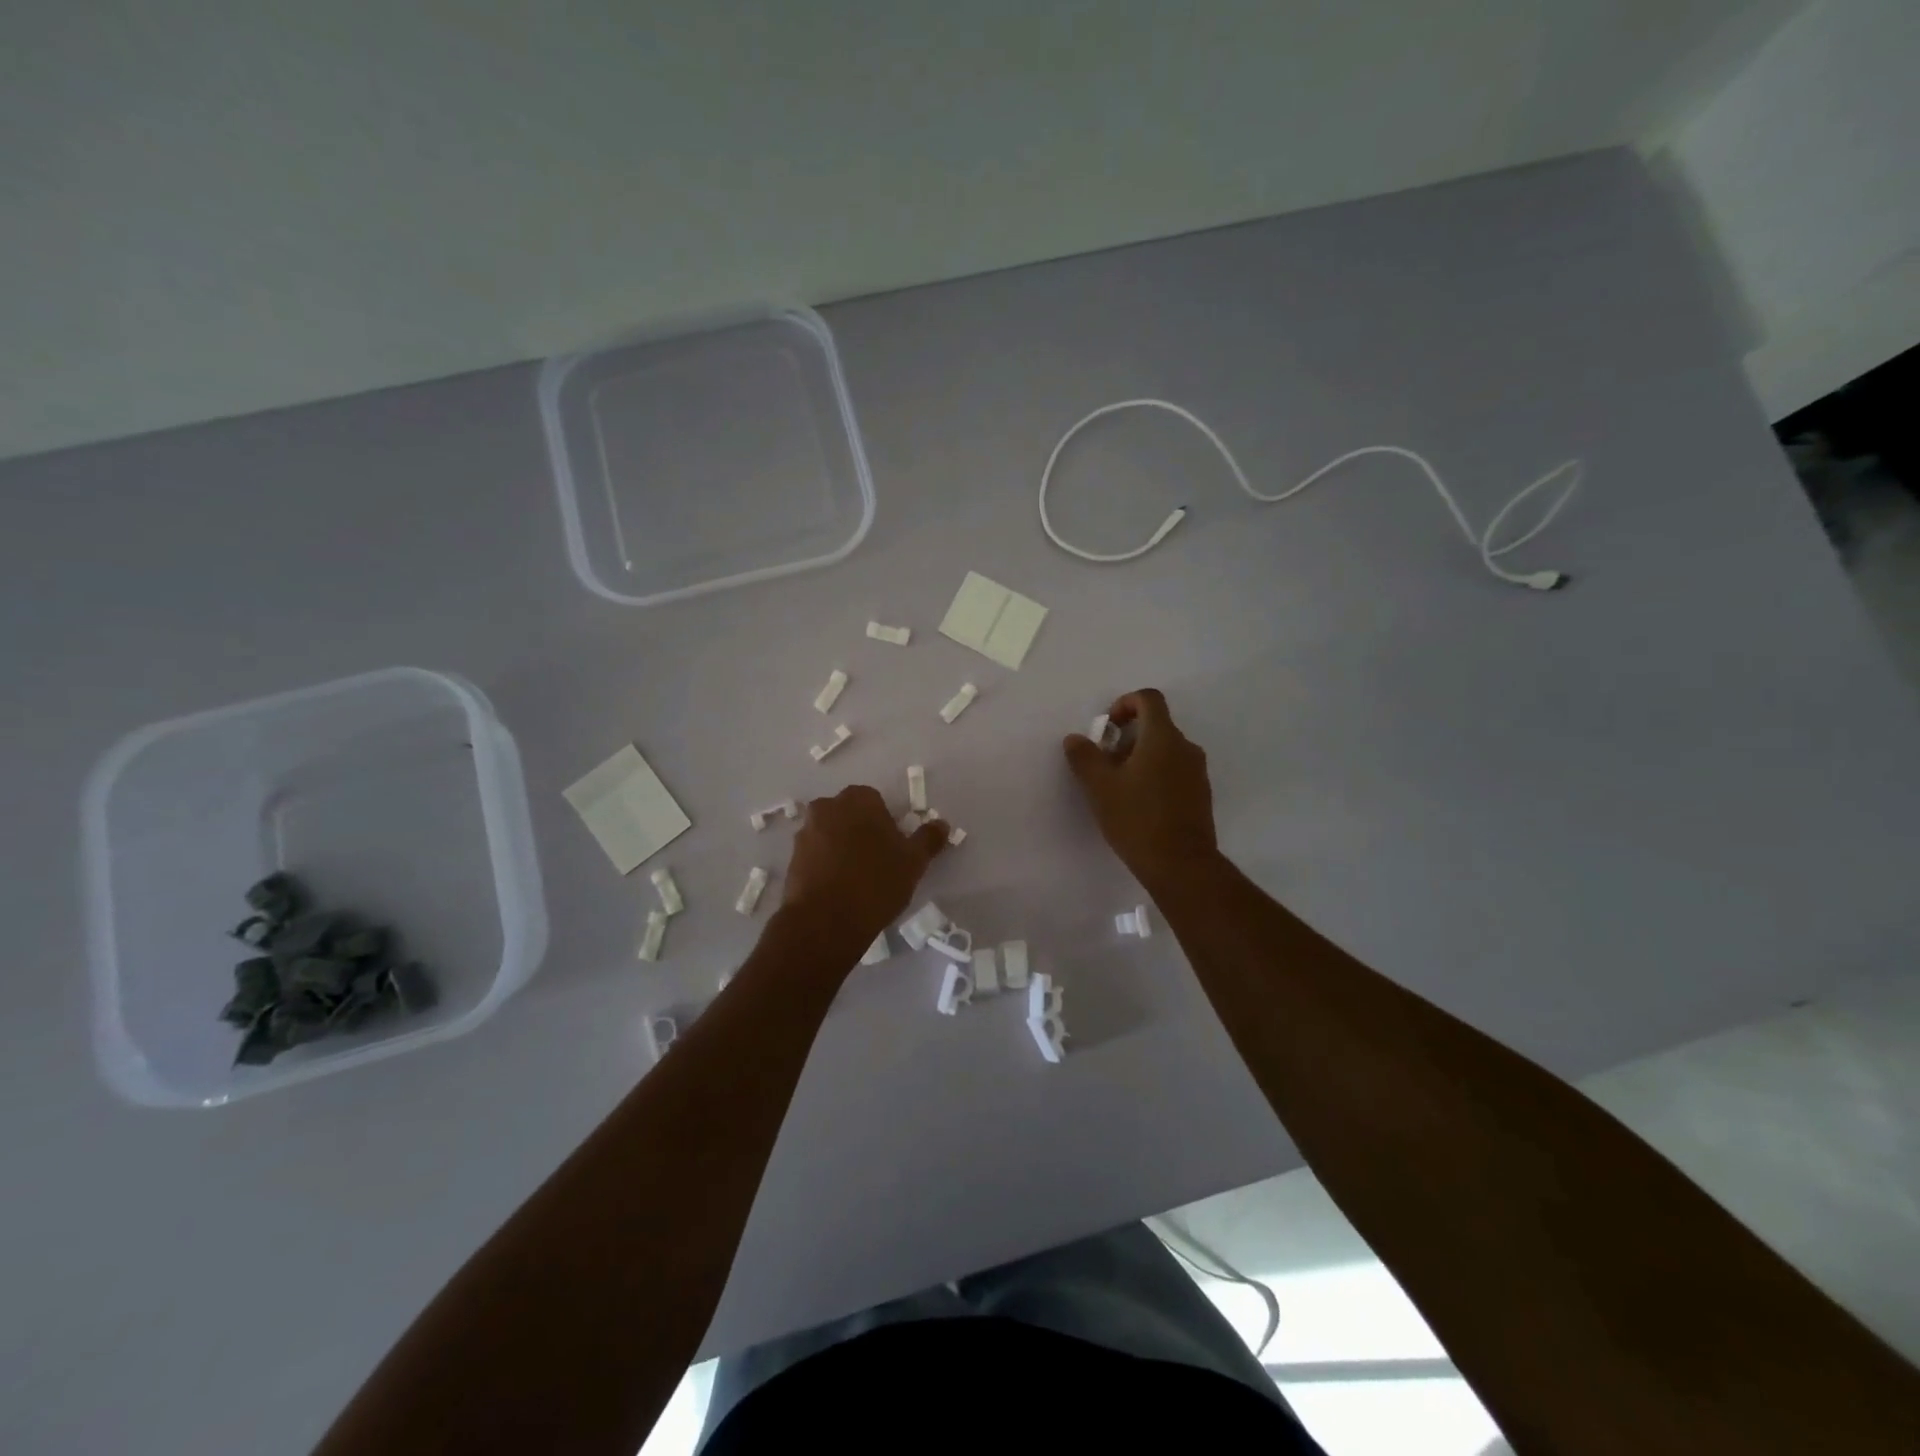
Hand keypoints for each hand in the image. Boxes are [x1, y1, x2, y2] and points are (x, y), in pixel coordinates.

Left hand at [781, 785, 948, 953]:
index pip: (876, 800)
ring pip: (831, 834)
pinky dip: (826, 866)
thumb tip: (942, 824)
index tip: (894, 847)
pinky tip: (839, 890)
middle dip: (862, 831)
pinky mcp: (792, 859)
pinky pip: (815, 856)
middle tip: (878, 862)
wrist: (825, 921)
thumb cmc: (876, 882)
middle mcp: (827, 808)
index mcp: (858, 799)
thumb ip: (928, 838)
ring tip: (857, 879)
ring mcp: (805, 833)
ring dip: (842, 848)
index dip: (887, 823)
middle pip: (850, 815)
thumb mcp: (914, 862)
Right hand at [1063, 688, 1218, 889]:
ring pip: (1165, 750)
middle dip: (1127, 737)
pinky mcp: (1200, 795)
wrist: (1181, 865)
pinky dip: (1155, 775)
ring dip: (1140, 758)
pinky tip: (1139, 805)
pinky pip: (1175, 771)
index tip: (1107, 728)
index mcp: (1163, 737)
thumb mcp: (1100, 787)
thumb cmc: (1137, 819)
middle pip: (1156, 726)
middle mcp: (1186, 748)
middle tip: (1105, 764)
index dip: (1125, 704)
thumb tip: (1075, 738)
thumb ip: (1085, 757)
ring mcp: (1197, 772)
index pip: (1149, 699)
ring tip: (1119, 788)